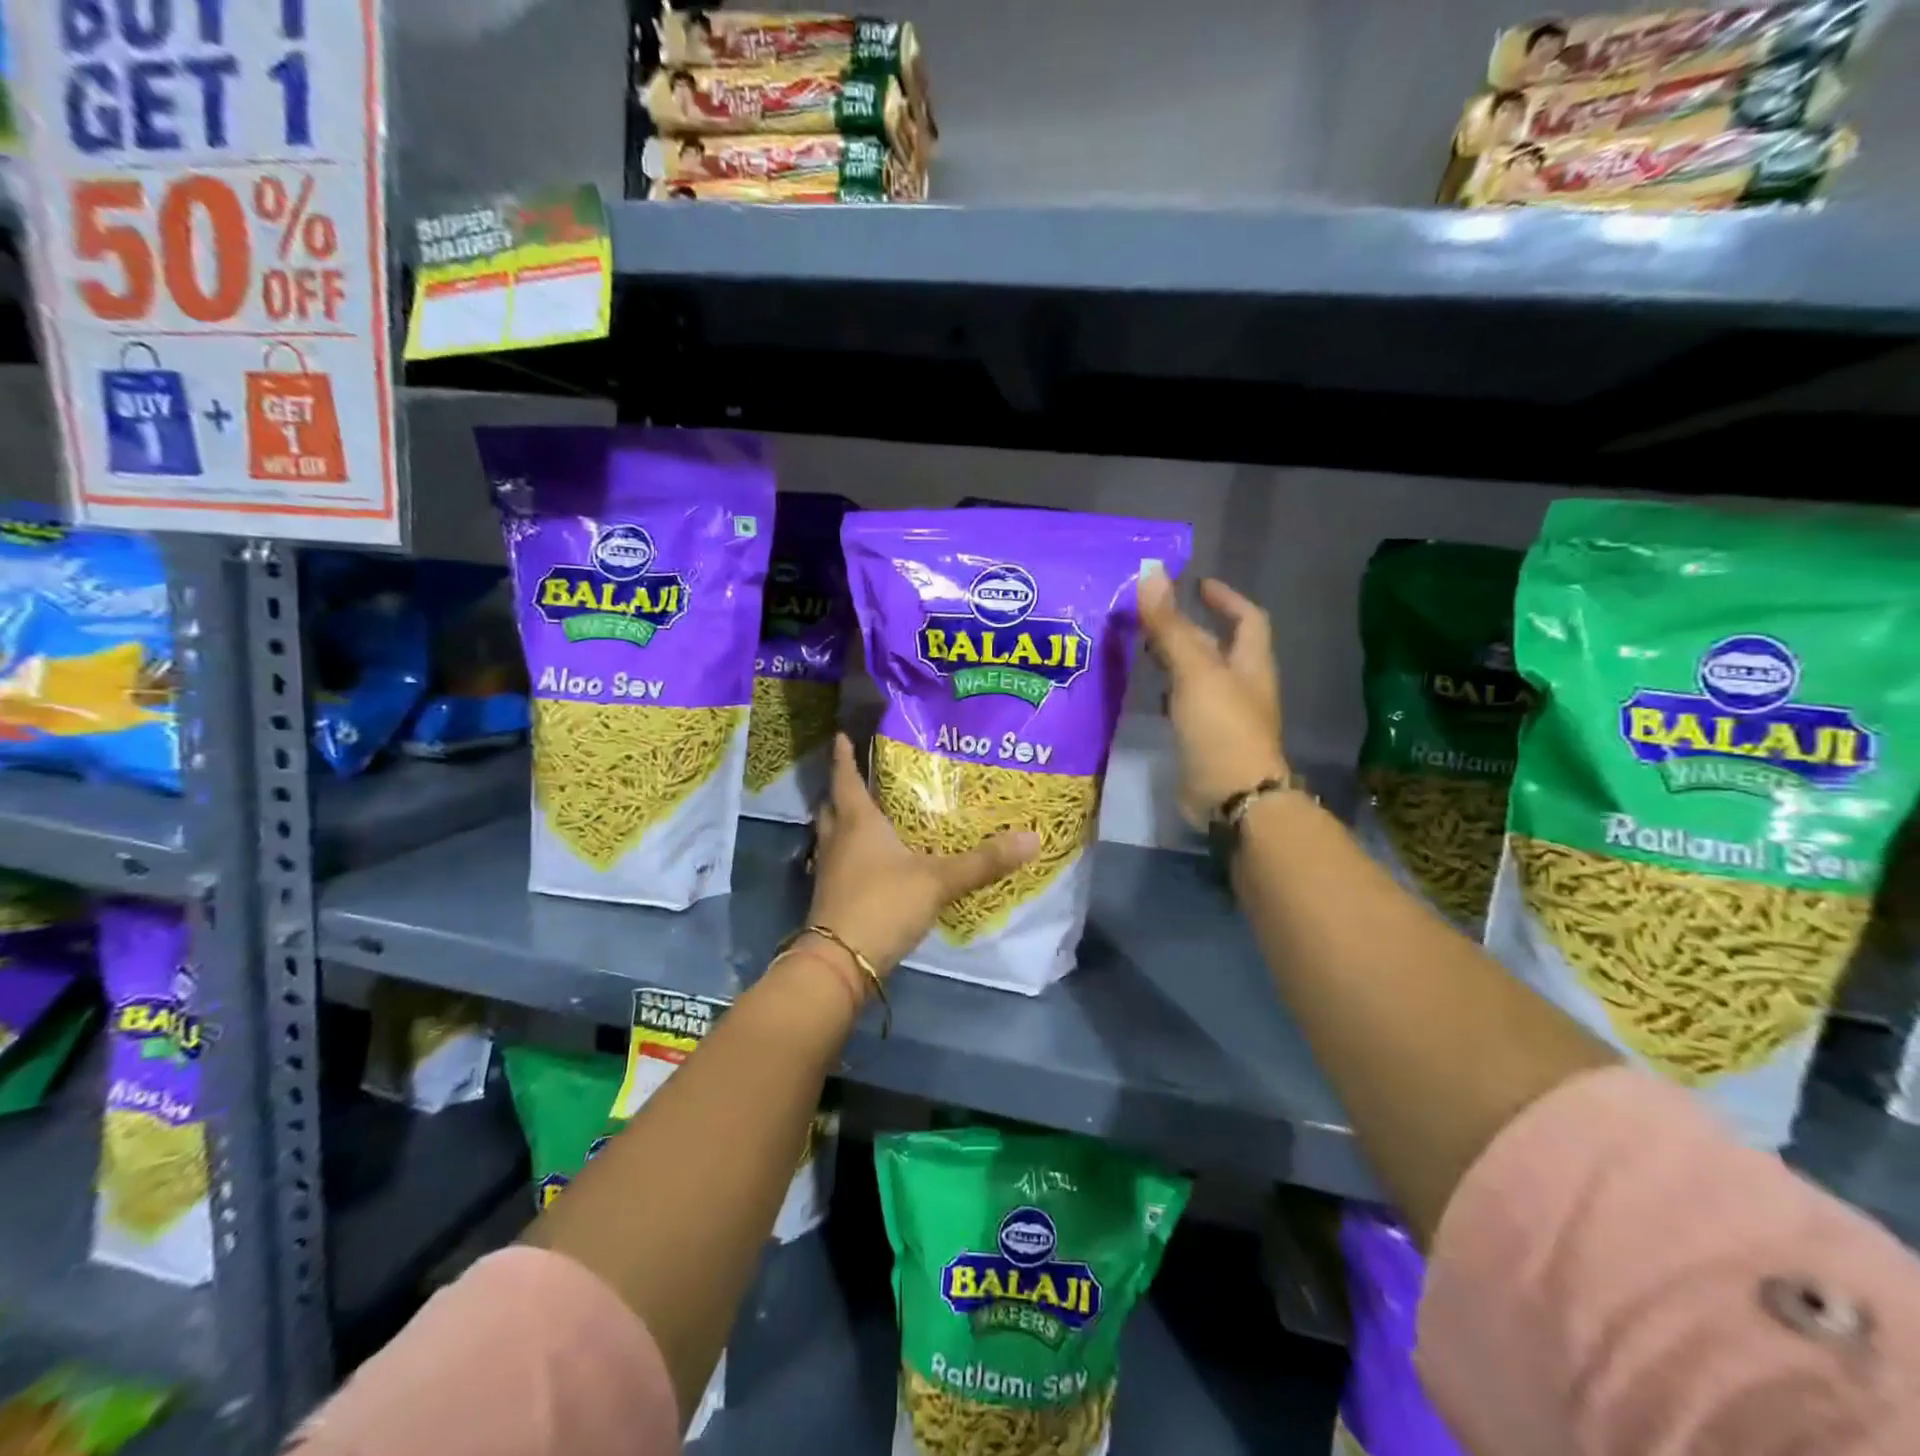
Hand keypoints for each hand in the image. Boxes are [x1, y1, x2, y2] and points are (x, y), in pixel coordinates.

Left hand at [802, 734, 1038, 992]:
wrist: (840, 961)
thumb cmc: (884, 904)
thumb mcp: (938, 880)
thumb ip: (983, 861)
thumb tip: (1032, 838)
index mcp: (858, 822)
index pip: (846, 778)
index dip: (844, 756)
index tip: (841, 735)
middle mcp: (837, 840)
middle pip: (833, 806)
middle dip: (842, 790)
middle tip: (861, 779)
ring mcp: (829, 870)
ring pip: (831, 836)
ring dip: (843, 824)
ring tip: (868, 818)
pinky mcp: (829, 897)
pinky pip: (836, 863)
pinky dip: (848, 855)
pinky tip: (869, 864)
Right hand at [1138, 572, 1287, 823]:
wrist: (1233, 797)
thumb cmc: (1221, 728)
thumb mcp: (1194, 671)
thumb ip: (1170, 626)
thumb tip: (1150, 573)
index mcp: (1250, 663)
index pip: (1247, 618)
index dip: (1225, 598)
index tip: (1198, 584)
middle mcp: (1241, 686)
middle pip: (1219, 647)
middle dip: (1190, 628)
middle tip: (1153, 616)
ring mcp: (1224, 716)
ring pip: (1199, 677)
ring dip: (1176, 660)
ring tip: (1142, 647)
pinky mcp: (1205, 740)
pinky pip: (1187, 705)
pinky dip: (1169, 692)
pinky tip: (1148, 692)